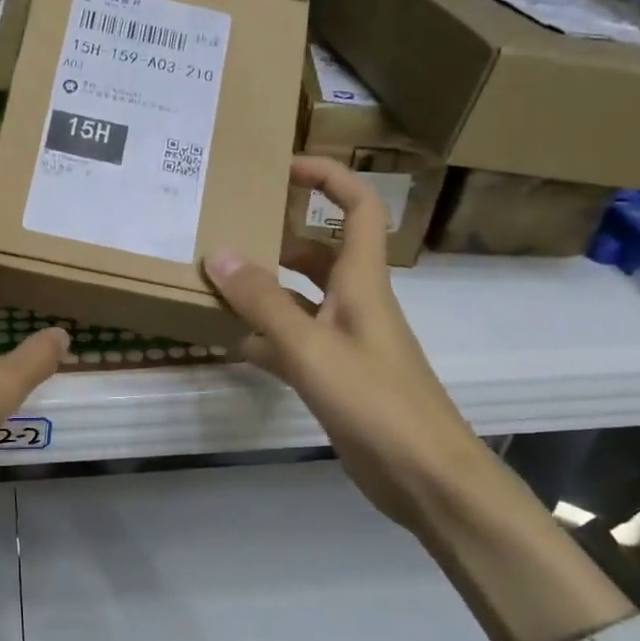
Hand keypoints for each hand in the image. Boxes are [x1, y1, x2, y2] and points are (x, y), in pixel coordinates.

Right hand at [204, 156, 483, 527]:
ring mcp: (346, 342)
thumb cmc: (375, 401)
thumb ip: (263, 302)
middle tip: (229, 232)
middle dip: (279, 237)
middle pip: (319, 253)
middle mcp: (356, 304)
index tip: (283, 166)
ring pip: (301, 301)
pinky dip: (266, 339)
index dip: (328, 178)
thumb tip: (219, 253)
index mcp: (362, 282)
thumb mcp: (311, 347)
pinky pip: (295, 344)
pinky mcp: (337, 377)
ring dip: (265, 291)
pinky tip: (233, 345)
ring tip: (216, 286)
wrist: (423, 475)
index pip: (358, 208)